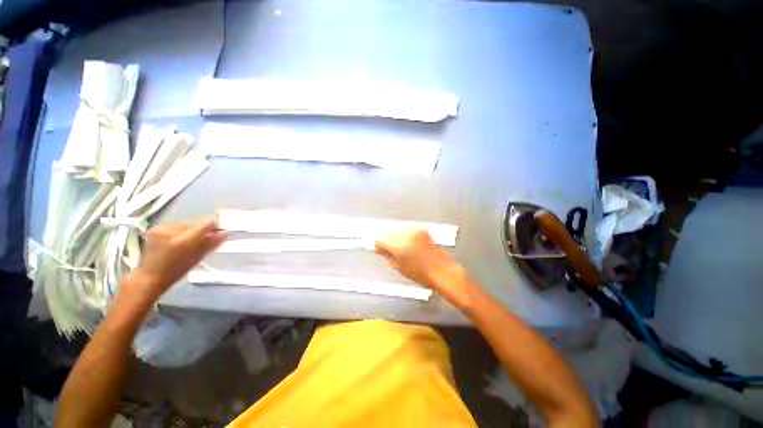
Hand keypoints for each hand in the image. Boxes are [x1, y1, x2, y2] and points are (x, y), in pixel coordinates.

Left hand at [132, 218, 227, 297]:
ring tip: (192, 240)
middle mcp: (172, 230)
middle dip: (203, 229)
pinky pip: (175, 226)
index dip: (216, 224)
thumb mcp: (198, 258)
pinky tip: (179, 240)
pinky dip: (180, 231)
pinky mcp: (155, 228)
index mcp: (185, 239)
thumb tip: (226, 232)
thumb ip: (212, 242)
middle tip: (209, 236)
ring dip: (191, 230)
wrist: (150, 277)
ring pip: (185, 224)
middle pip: (195, 223)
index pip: (207, 223)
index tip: (223, 226)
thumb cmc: (177, 271)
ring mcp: (161, 228)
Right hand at [375, 230, 471, 307]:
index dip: (377, 244)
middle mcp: (405, 234)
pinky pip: (407, 229)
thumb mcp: (399, 267)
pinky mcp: (421, 229)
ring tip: (399, 245)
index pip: (380, 239)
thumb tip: (379, 248)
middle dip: (386, 238)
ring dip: (395, 235)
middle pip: (388, 231)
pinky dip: (404, 234)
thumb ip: (387, 255)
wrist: (442, 270)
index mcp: (397, 245)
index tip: (378, 248)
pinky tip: (407, 242)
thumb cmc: (421, 274)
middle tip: (387, 248)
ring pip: (397, 228)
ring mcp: (414, 230)